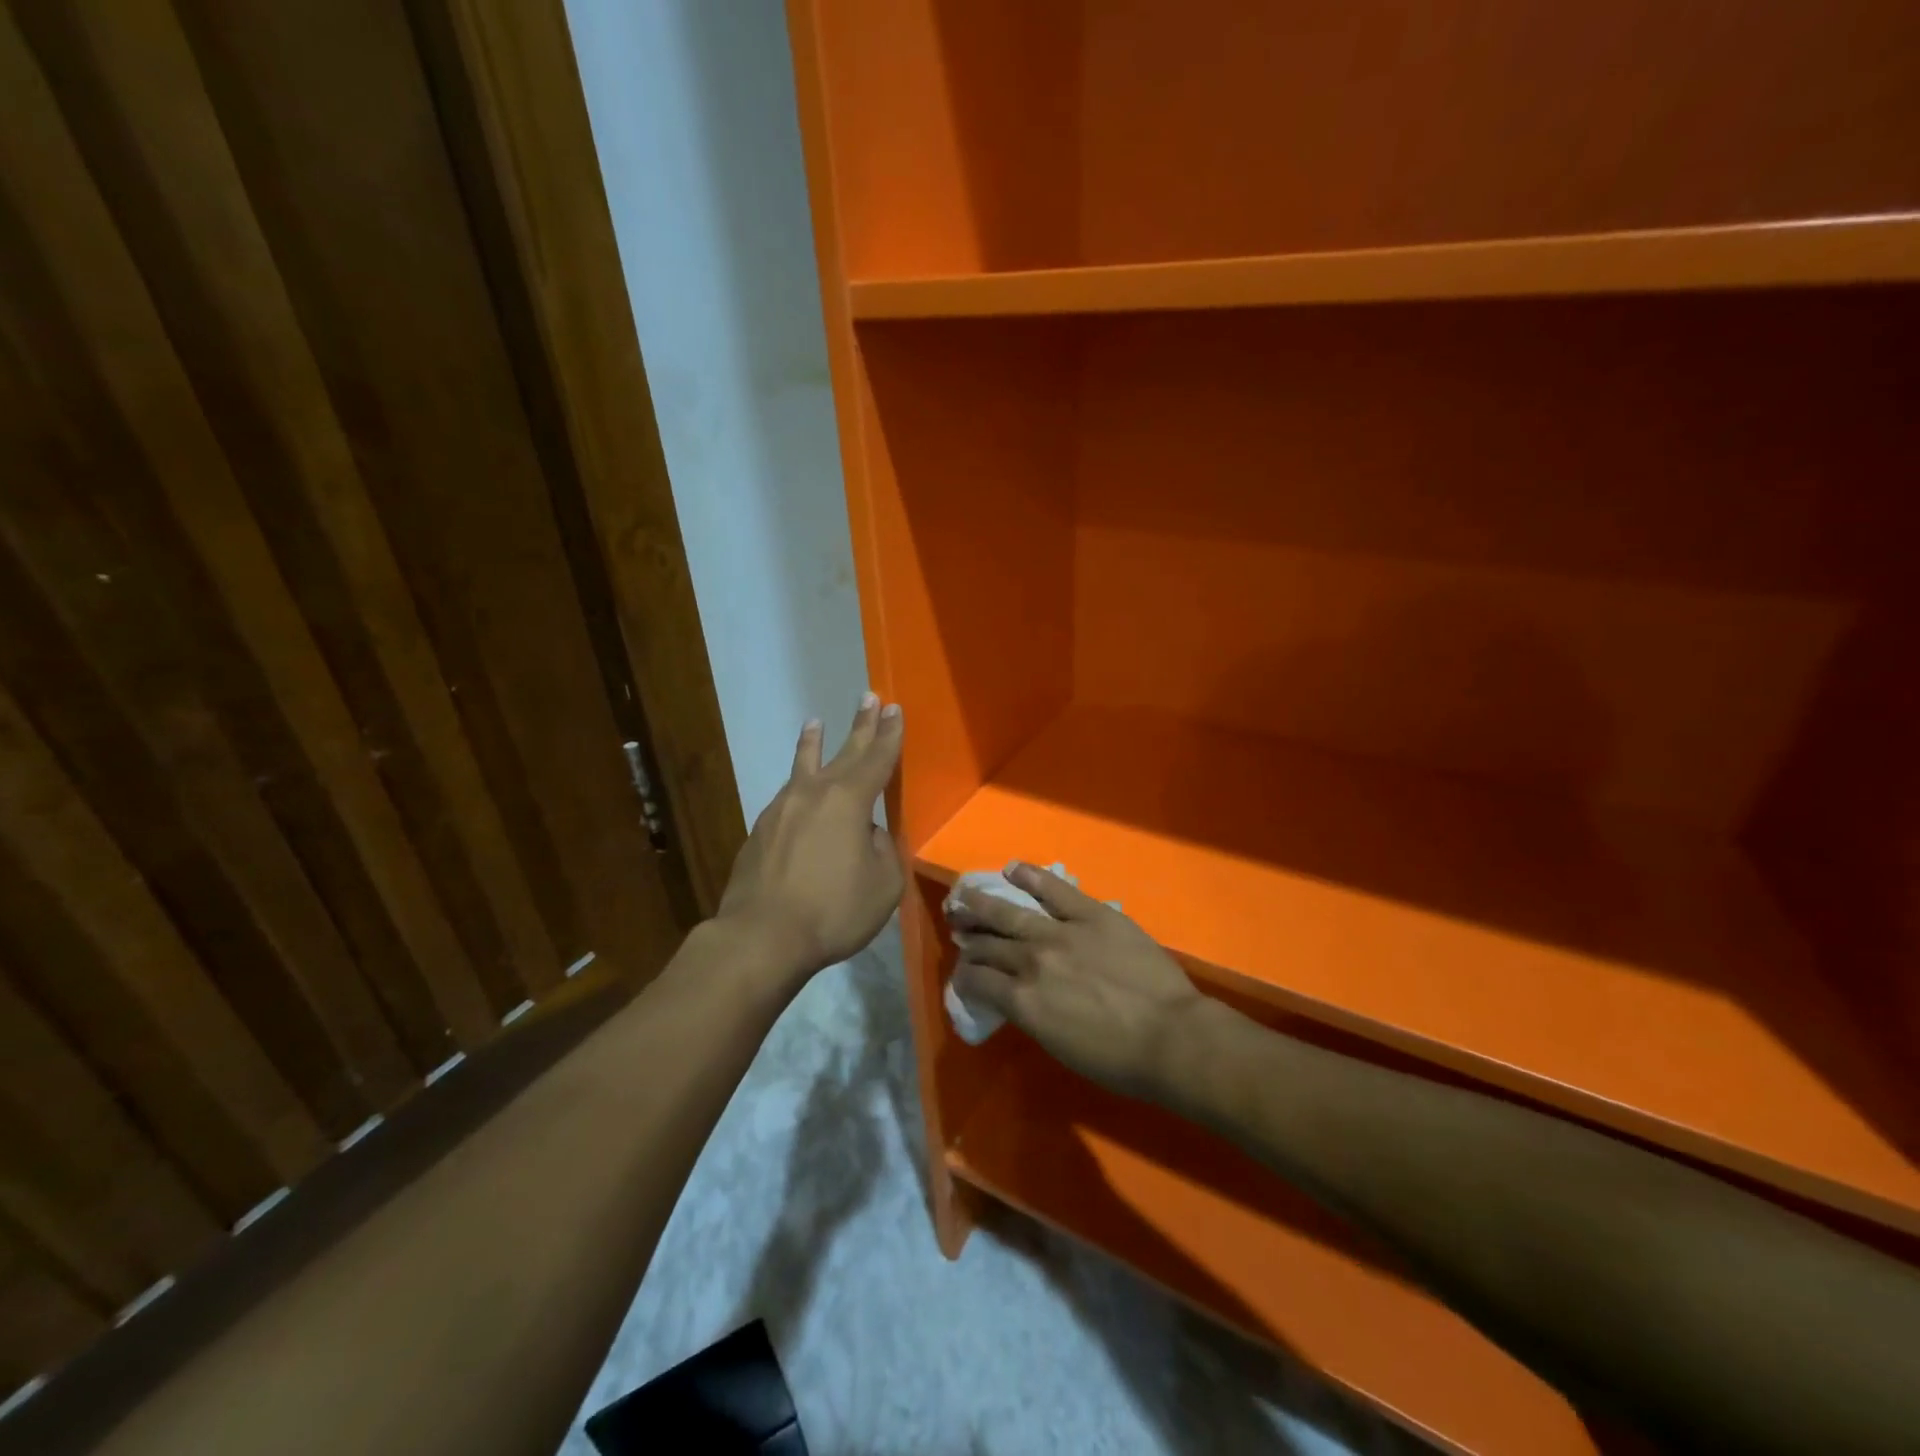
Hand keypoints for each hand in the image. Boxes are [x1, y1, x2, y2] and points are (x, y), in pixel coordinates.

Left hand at [715, 694, 903, 984]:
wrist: (762, 935)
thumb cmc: (832, 910)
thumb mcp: (883, 884)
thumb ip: (882, 849)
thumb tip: (866, 834)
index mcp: (849, 801)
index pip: (877, 759)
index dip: (889, 734)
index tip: (894, 709)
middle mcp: (814, 793)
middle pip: (844, 752)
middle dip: (860, 726)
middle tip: (869, 698)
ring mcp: (782, 809)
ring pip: (804, 766)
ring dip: (814, 743)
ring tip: (815, 722)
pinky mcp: (761, 830)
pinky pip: (787, 796)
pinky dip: (798, 783)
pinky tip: (797, 789)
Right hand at [947, 863, 1208, 1101]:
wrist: (1171, 1037)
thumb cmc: (1119, 1060)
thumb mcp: (1059, 1046)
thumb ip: (1030, 1014)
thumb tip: (1015, 995)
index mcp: (1022, 1001)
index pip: (977, 980)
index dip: (965, 976)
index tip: (964, 973)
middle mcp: (1031, 961)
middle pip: (988, 945)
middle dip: (968, 938)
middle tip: (957, 928)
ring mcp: (1060, 932)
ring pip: (1009, 913)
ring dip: (982, 905)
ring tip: (965, 897)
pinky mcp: (1090, 913)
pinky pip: (1054, 889)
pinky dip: (1031, 877)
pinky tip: (1013, 869)